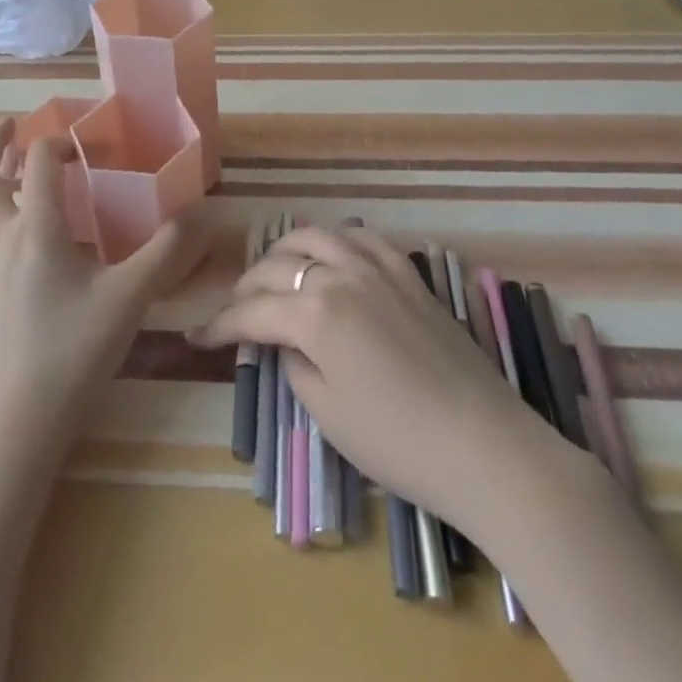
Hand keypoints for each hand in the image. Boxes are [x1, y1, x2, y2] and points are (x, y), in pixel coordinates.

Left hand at [0, 118, 208, 446]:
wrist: (17, 422)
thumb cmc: (72, 350)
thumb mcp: (130, 298)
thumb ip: (167, 253)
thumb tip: (201, 214)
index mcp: (35, 228)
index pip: (37, 161)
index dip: (59, 140)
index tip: (88, 140)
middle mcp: (5, 239)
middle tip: (12, 124)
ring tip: (25, 169)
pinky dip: (9, 213)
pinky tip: (42, 235)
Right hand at [189, 225, 575, 527]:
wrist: (484, 445)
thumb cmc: (398, 441)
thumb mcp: (328, 414)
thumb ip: (295, 366)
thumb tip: (284, 343)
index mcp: (316, 313)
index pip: (253, 311)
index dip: (222, 324)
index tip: (197, 336)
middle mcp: (342, 275)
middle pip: (279, 266)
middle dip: (247, 287)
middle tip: (235, 310)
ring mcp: (379, 268)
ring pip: (319, 235)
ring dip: (287, 249)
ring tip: (275, 269)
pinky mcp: (409, 274)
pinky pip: (364, 237)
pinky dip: (337, 238)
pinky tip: (331, 252)